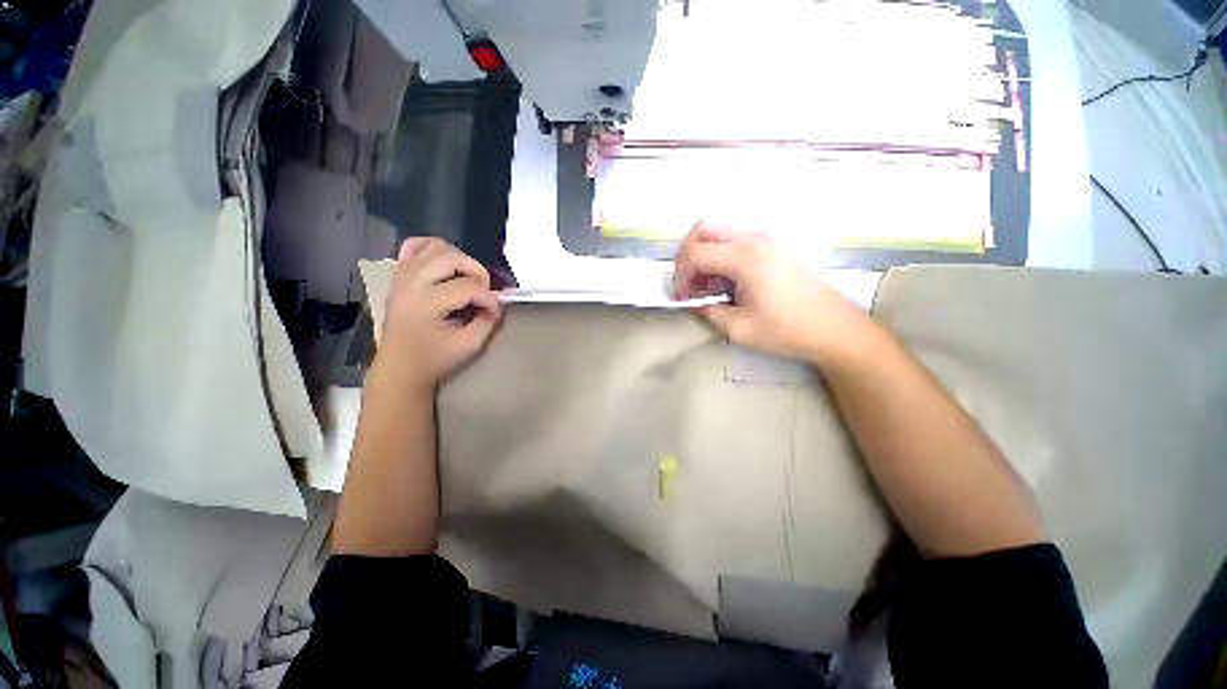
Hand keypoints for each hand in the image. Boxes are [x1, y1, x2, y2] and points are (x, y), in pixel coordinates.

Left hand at [377, 238, 500, 390]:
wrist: (399, 367)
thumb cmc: (434, 359)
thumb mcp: (469, 345)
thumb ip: (487, 322)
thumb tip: (495, 305)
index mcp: (426, 304)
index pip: (468, 287)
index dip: (489, 299)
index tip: (495, 313)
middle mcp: (411, 283)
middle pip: (451, 258)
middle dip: (477, 272)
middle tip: (484, 291)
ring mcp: (401, 276)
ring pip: (435, 247)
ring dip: (459, 259)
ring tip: (467, 278)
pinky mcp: (399, 275)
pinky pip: (414, 247)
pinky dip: (433, 249)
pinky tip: (445, 264)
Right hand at [673, 223, 872, 363]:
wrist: (834, 328)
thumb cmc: (786, 330)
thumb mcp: (739, 328)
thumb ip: (708, 311)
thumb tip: (694, 302)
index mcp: (744, 258)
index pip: (695, 252)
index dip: (680, 275)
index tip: (682, 297)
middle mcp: (753, 239)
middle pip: (703, 229)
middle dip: (686, 256)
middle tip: (688, 284)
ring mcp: (765, 240)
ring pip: (718, 233)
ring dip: (703, 255)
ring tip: (705, 286)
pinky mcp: (772, 247)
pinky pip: (734, 241)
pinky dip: (719, 256)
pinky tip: (724, 281)